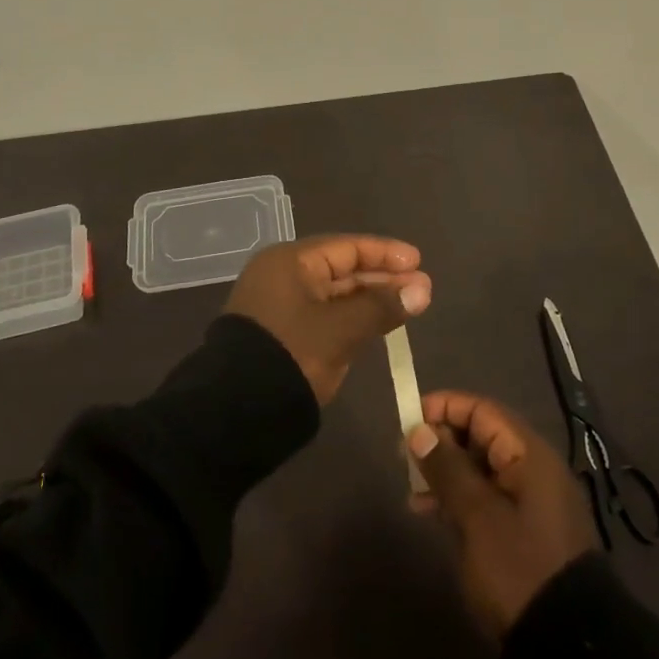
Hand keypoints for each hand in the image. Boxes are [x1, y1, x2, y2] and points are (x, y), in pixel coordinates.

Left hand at [226, 235, 430, 404]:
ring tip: (409, 305)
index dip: (385, 254)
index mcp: (290, 262)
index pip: (346, 247)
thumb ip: (381, 306)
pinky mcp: (282, 333)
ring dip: (370, 299)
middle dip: (382, 279)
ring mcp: (280, 306)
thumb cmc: (291, 355)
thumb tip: (422, 290)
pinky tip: (378, 324)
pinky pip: (325, 315)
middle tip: (422, 289)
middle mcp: (282, 276)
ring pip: (335, 294)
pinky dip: (352, 318)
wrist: (236, 411)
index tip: (419, 262)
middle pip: (341, 269)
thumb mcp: (340, 329)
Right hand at [408, 391, 596, 634]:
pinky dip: (457, 498)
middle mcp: (531, 469)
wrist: (568, 648)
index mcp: (528, 454)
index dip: (444, 407)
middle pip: (480, 436)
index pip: (482, 411)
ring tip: (412, 490)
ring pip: (479, 468)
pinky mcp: (523, 531)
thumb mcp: (478, 517)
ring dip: (445, 472)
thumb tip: (419, 430)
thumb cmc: (520, 568)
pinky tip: (429, 513)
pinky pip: (485, 497)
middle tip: (405, 457)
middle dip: (441, 441)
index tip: (408, 420)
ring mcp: (529, 501)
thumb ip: (447, 469)